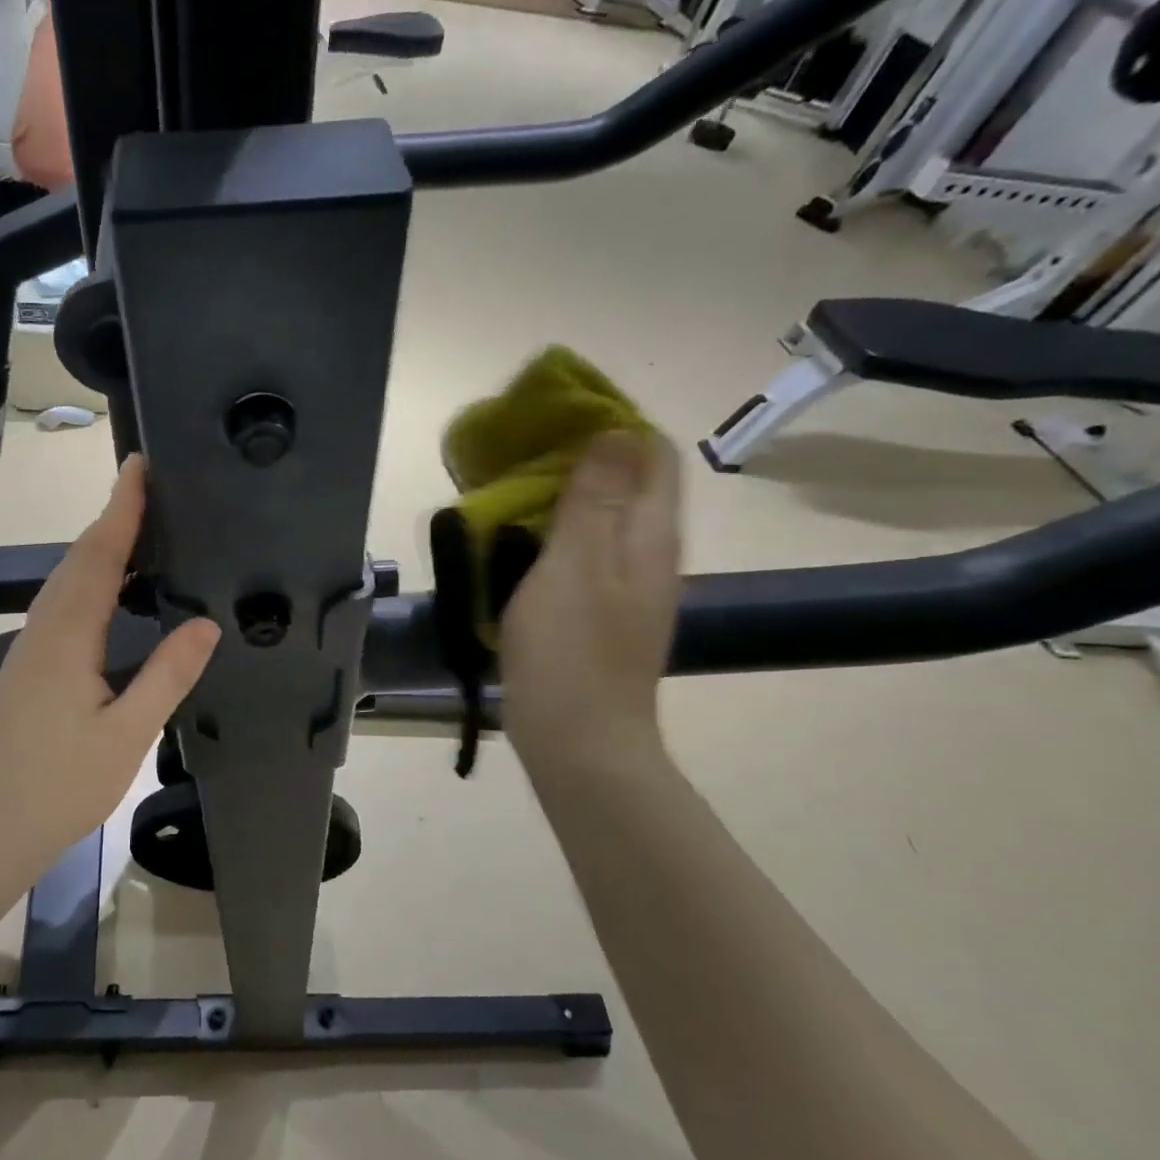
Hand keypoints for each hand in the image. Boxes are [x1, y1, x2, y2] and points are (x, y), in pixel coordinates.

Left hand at [0, 456, 220, 855]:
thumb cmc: (61, 785)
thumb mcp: (127, 733)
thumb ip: (168, 675)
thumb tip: (207, 623)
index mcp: (68, 636)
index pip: (98, 555)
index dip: (121, 508)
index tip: (140, 465)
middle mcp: (45, 629)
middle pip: (80, 558)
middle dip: (113, 516)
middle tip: (151, 486)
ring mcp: (32, 647)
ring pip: (67, 579)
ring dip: (100, 545)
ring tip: (139, 526)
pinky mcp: (30, 665)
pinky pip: (64, 603)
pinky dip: (90, 577)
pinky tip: (111, 590)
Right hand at [501, 430, 682, 780]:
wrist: (579, 742)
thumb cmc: (571, 651)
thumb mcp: (576, 565)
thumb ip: (595, 497)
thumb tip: (615, 429)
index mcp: (650, 534)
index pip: (651, 452)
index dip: (610, 424)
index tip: (552, 418)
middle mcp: (649, 553)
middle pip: (628, 482)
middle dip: (579, 457)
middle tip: (519, 454)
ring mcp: (626, 586)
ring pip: (602, 518)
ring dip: (561, 496)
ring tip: (508, 490)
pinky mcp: (600, 612)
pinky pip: (582, 553)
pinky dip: (553, 534)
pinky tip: (516, 542)